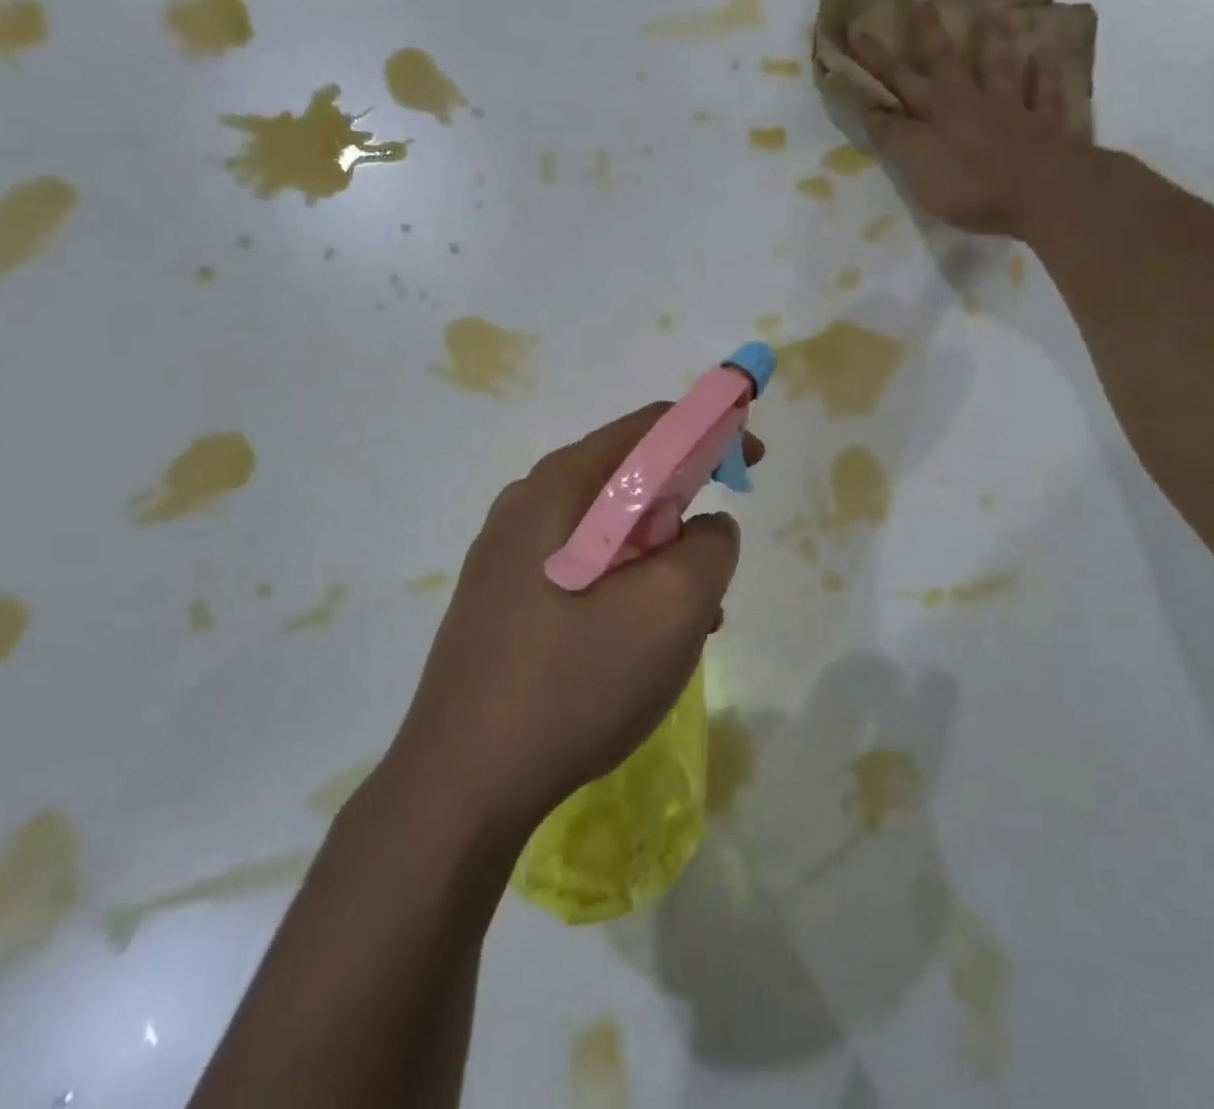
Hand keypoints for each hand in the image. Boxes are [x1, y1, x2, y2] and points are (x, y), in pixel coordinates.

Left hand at [391, 403, 758, 840]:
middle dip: (685, 510)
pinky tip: (641, 645)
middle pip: (626, 478)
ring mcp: (507, 554)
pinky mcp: (502, 599)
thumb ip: (711, 546)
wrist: (461, 786)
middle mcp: (526, 505)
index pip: (649, 427)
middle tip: (715, 564)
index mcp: (560, 486)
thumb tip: (707, 528)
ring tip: (690, 621)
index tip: (752, 464)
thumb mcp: (672, 609)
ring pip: (608, 531)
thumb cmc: (573, 684)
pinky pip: (581, 569)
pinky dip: (625, 586)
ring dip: (659, 560)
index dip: (711, 432)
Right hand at [853, 2, 1086, 238]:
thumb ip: (894, 136)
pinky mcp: (1045, 126)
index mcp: (935, 111)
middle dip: (929, 33)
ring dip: (993, 40)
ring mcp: (1012, 109)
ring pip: (999, 67)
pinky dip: (1044, 75)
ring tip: (991, 11)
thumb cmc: (969, 185)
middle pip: (946, 62)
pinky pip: (1044, 94)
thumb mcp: (916, 165)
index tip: (860, 29)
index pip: (898, 80)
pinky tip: (1045, 56)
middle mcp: (970, 101)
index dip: (877, 59)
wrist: (1040, 191)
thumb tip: (872, 108)